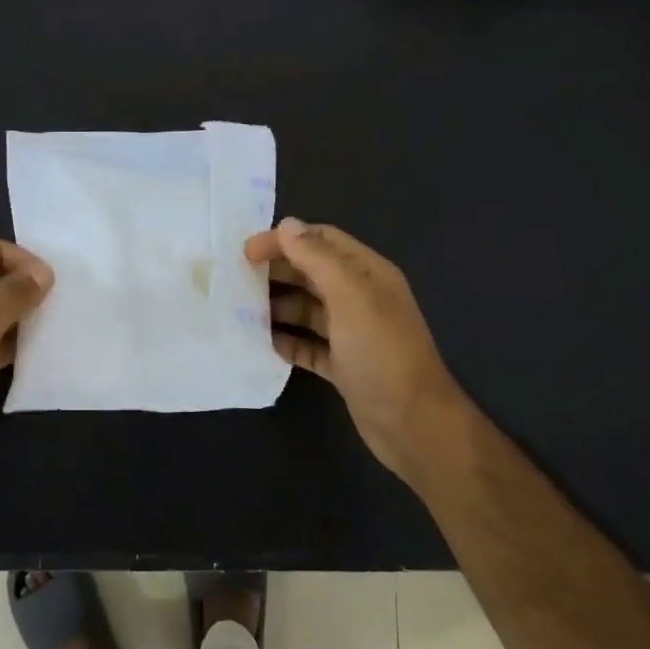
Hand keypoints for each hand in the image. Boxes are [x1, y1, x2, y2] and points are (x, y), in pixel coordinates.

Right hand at [245, 218, 463, 483]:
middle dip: (277, 272)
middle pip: (312, 273)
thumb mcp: (350, 297)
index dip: (285, 240)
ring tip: (242, 312)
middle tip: (237, 280)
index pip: (322, 240)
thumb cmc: (382, 353)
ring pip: (308, 310)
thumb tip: (286, 225)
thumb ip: (317, 258)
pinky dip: (287, 342)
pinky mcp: (343, 365)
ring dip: (278, 307)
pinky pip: (309, 346)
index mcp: (368, 274)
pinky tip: (263, 344)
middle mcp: (361, 298)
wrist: (413, 423)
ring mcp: (352, 334)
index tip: (247, 251)